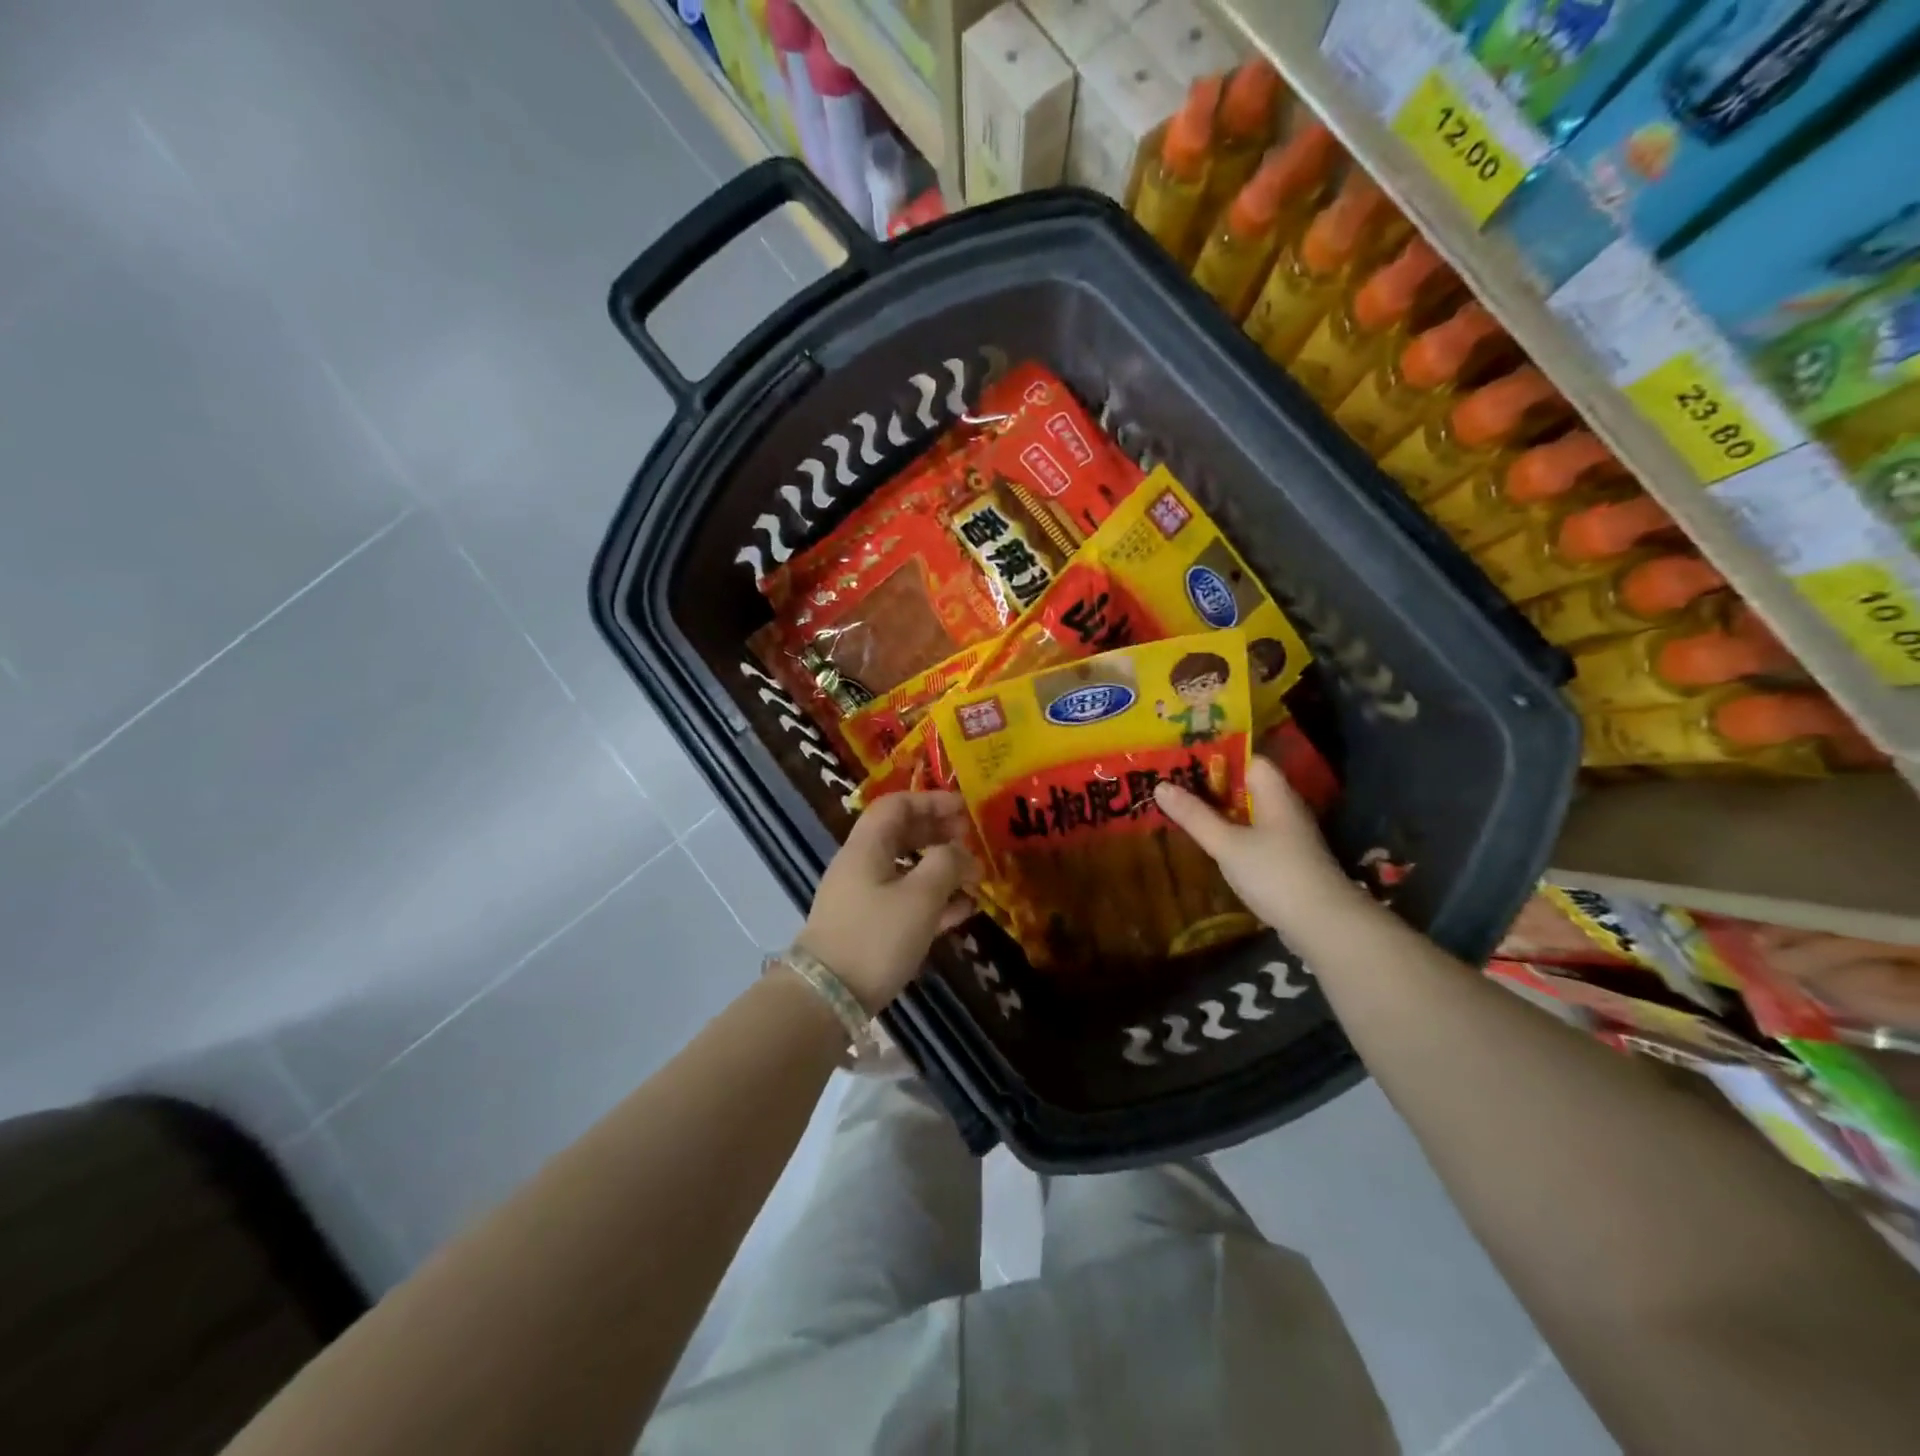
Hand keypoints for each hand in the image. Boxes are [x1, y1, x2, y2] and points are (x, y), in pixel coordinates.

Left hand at [797, 792, 979, 1011]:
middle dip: (939, 834)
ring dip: (940, 869)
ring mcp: (862, 896)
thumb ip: (946, 864)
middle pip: (902, 834)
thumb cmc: (877, 936)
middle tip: (972, 841)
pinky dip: (932, 899)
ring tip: (974, 879)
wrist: (827, 996)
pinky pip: (903, 900)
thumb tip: (961, 851)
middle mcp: (862, 864)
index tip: (964, 810)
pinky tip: (962, 911)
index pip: (897, 805)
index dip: (932, 801)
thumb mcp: (921, 897)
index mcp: (868, 846)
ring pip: (906, 869)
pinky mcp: (867, 926)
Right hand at [1153, 753, 1365, 938]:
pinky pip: (1252, 834)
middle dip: (1211, 784)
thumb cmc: (1275, 874)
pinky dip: (1230, 832)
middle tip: (1171, 782)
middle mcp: (1284, 807)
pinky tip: (1208, 840)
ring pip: (1248, 812)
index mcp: (1275, 793)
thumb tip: (1160, 786)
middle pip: (1246, 785)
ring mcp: (1287, 835)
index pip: (1249, 759)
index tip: (1183, 757)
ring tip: (1181, 808)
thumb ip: (1195, 816)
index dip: (1218, 756)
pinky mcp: (1284, 859)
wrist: (1323, 924)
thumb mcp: (1227, 844)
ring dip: (1218, 810)